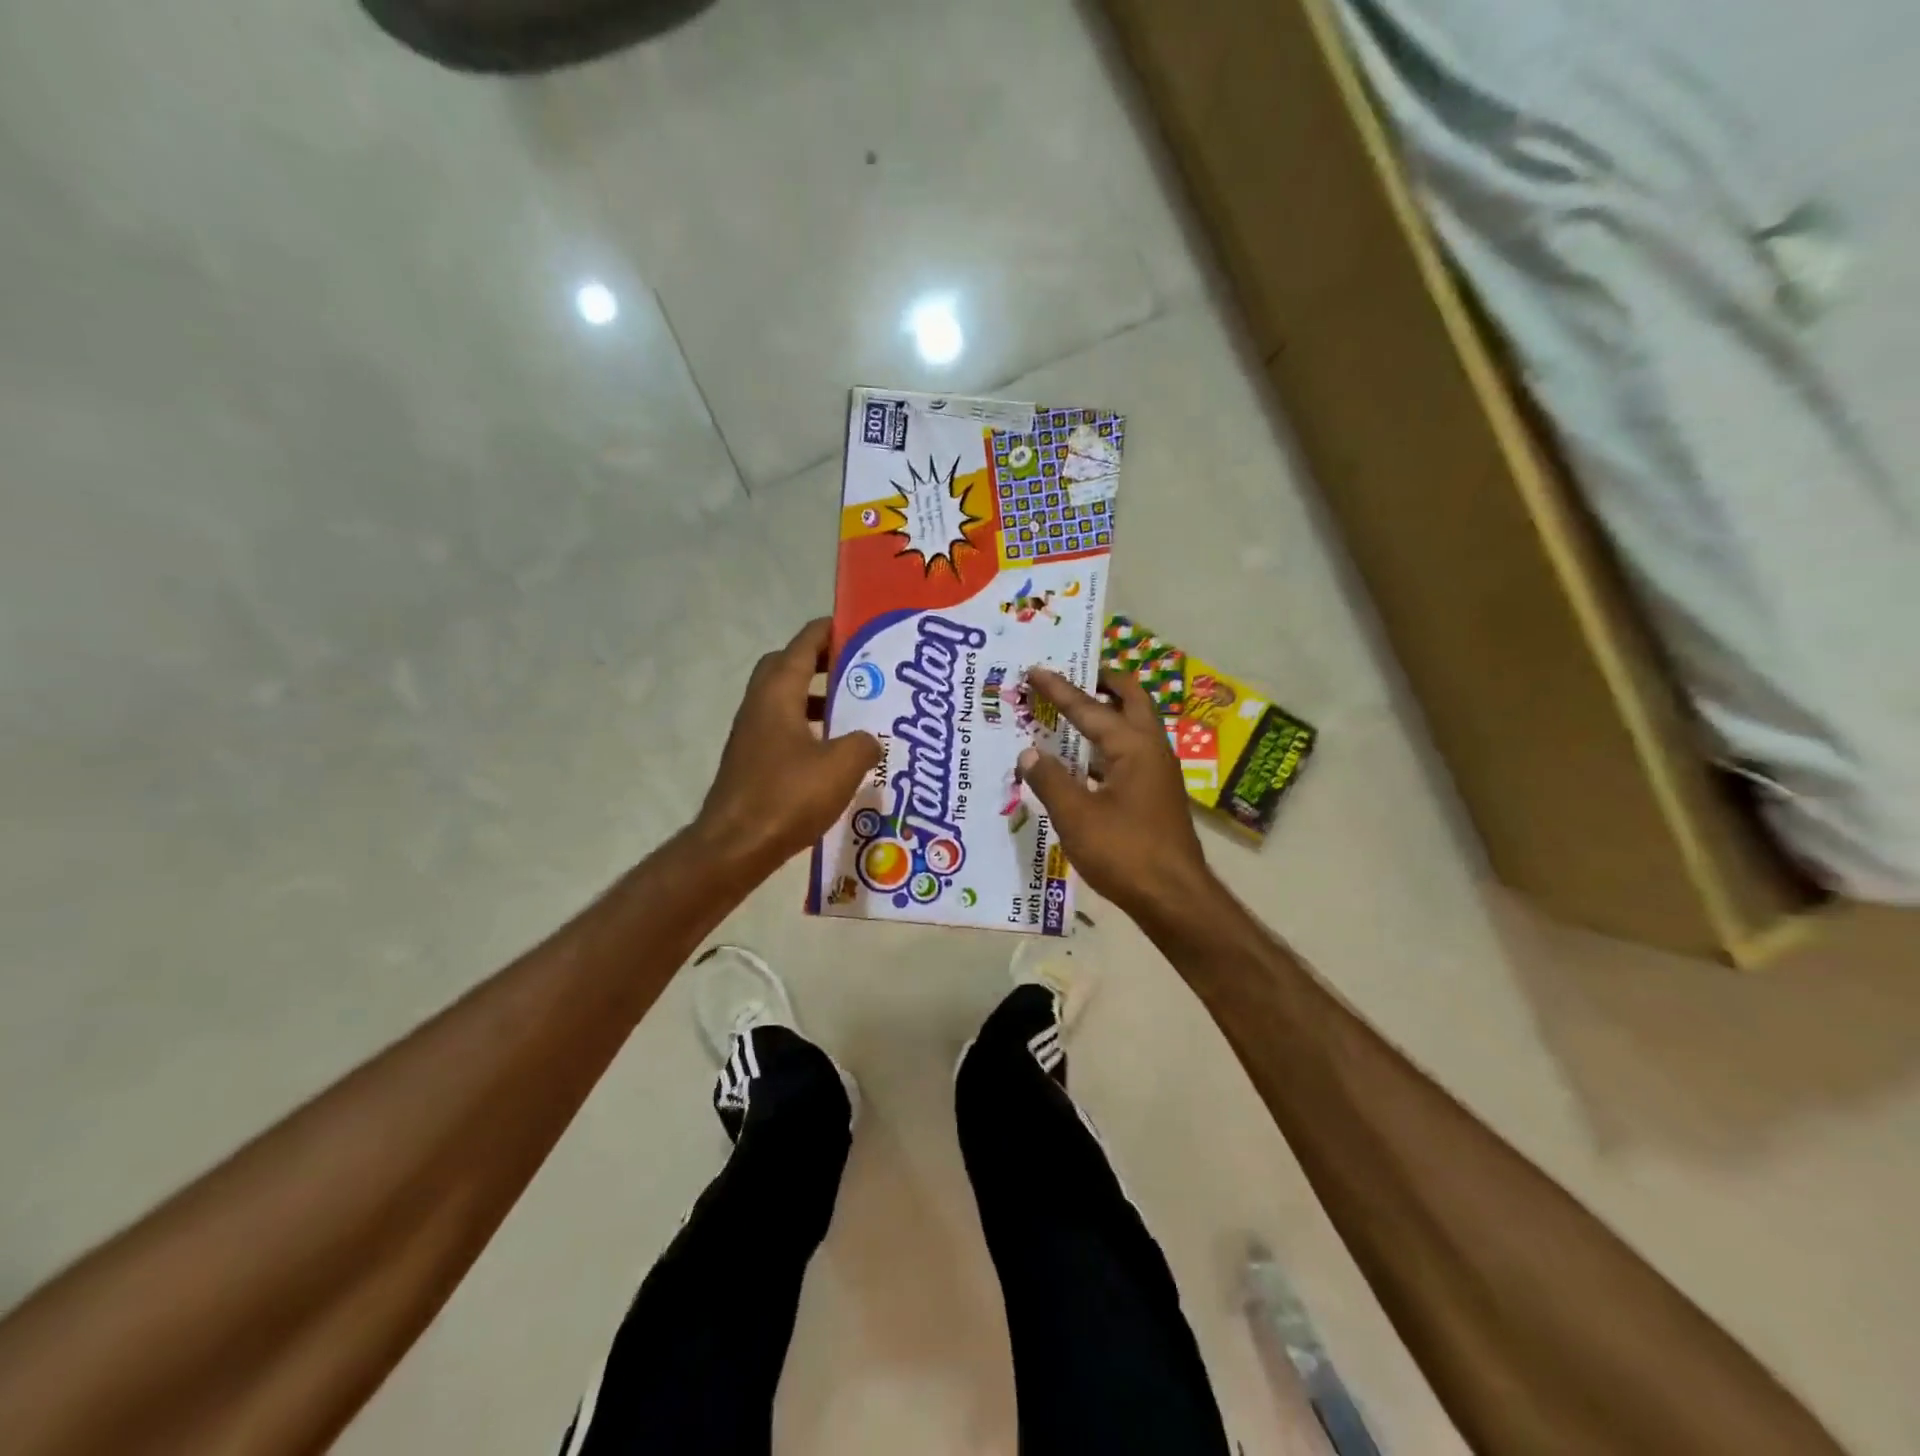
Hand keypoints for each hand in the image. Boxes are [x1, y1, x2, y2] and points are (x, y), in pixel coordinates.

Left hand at [694, 619, 881, 874]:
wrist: (735, 846)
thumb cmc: (787, 797)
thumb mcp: (842, 766)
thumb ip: (863, 743)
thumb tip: (870, 739)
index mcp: (778, 695)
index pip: (803, 646)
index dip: (828, 631)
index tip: (856, 625)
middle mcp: (759, 706)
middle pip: (787, 666)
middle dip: (819, 661)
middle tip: (855, 668)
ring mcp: (751, 735)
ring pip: (784, 699)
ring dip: (814, 696)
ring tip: (851, 709)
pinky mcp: (752, 762)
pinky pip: (782, 728)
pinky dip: (807, 727)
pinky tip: (832, 752)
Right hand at [1019, 667, 1214, 924]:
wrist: (1174, 897)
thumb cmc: (1125, 852)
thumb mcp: (1076, 816)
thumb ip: (1050, 780)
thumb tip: (1028, 753)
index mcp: (1133, 747)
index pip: (1090, 708)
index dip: (1060, 689)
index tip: (1036, 670)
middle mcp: (1152, 750)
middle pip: (1131, 700)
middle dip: (1103, 683)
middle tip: (1074, 674)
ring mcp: (1158, 773)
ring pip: (1134, 727)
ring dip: (1108, 713)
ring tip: (1074, 712)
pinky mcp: (1156, 795)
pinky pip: (1130, 754)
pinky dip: (1108, 745)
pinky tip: (1084, 761)